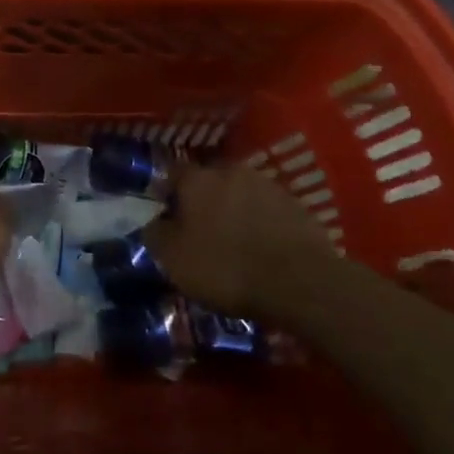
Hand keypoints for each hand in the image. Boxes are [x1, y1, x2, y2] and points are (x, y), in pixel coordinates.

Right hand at [143, 164, 334, 318]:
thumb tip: (153, 221)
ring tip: (232, 240)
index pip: (172, 174)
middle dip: (202, 200)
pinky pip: (267, 209)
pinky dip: (260, 222)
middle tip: (199, 229)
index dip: (166, 194)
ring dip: (233, 209)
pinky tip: (261, 247)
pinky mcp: (296, 204)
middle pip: (208, 180)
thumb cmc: (226, 268)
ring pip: (240, 192)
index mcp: (197, 179)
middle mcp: (231, 171)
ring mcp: (267, 185)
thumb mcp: (174, 259)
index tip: (165, 217)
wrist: (300, 282)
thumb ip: (155, 234)